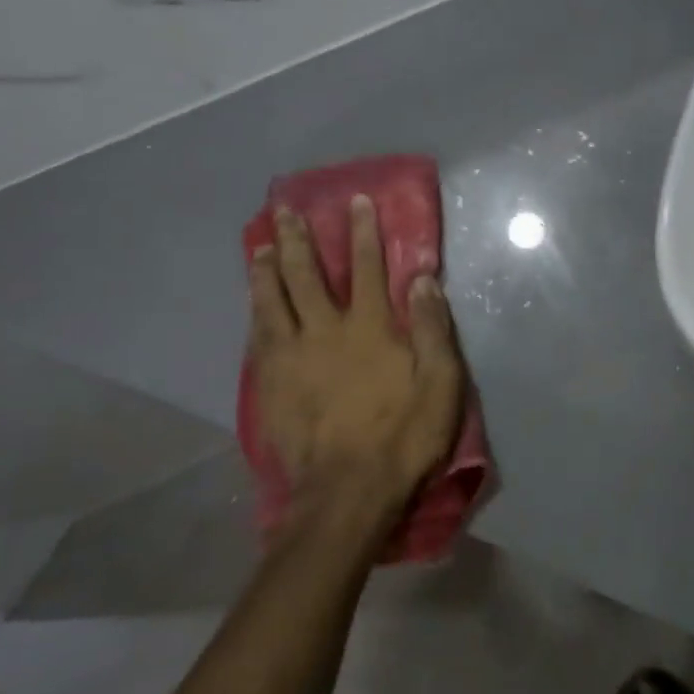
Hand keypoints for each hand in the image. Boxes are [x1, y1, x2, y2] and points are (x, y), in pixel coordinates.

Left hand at [247, 194, 463, 533]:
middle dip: (300, 239)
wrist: (347, 490)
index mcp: (369, 328)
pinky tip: (253, 301)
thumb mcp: (440, 383)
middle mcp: (325, 331)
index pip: (366, 268)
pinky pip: (258, 335)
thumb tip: (422, 280)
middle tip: (285, 209)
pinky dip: (255, 310)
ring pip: (273, 300)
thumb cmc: (403, 436)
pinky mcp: (270, 383)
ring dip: (267, 268)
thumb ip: (431, 329)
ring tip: (261, 245)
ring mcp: (291, 357)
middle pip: (308, 276)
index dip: (362, 233)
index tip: (355, 202)